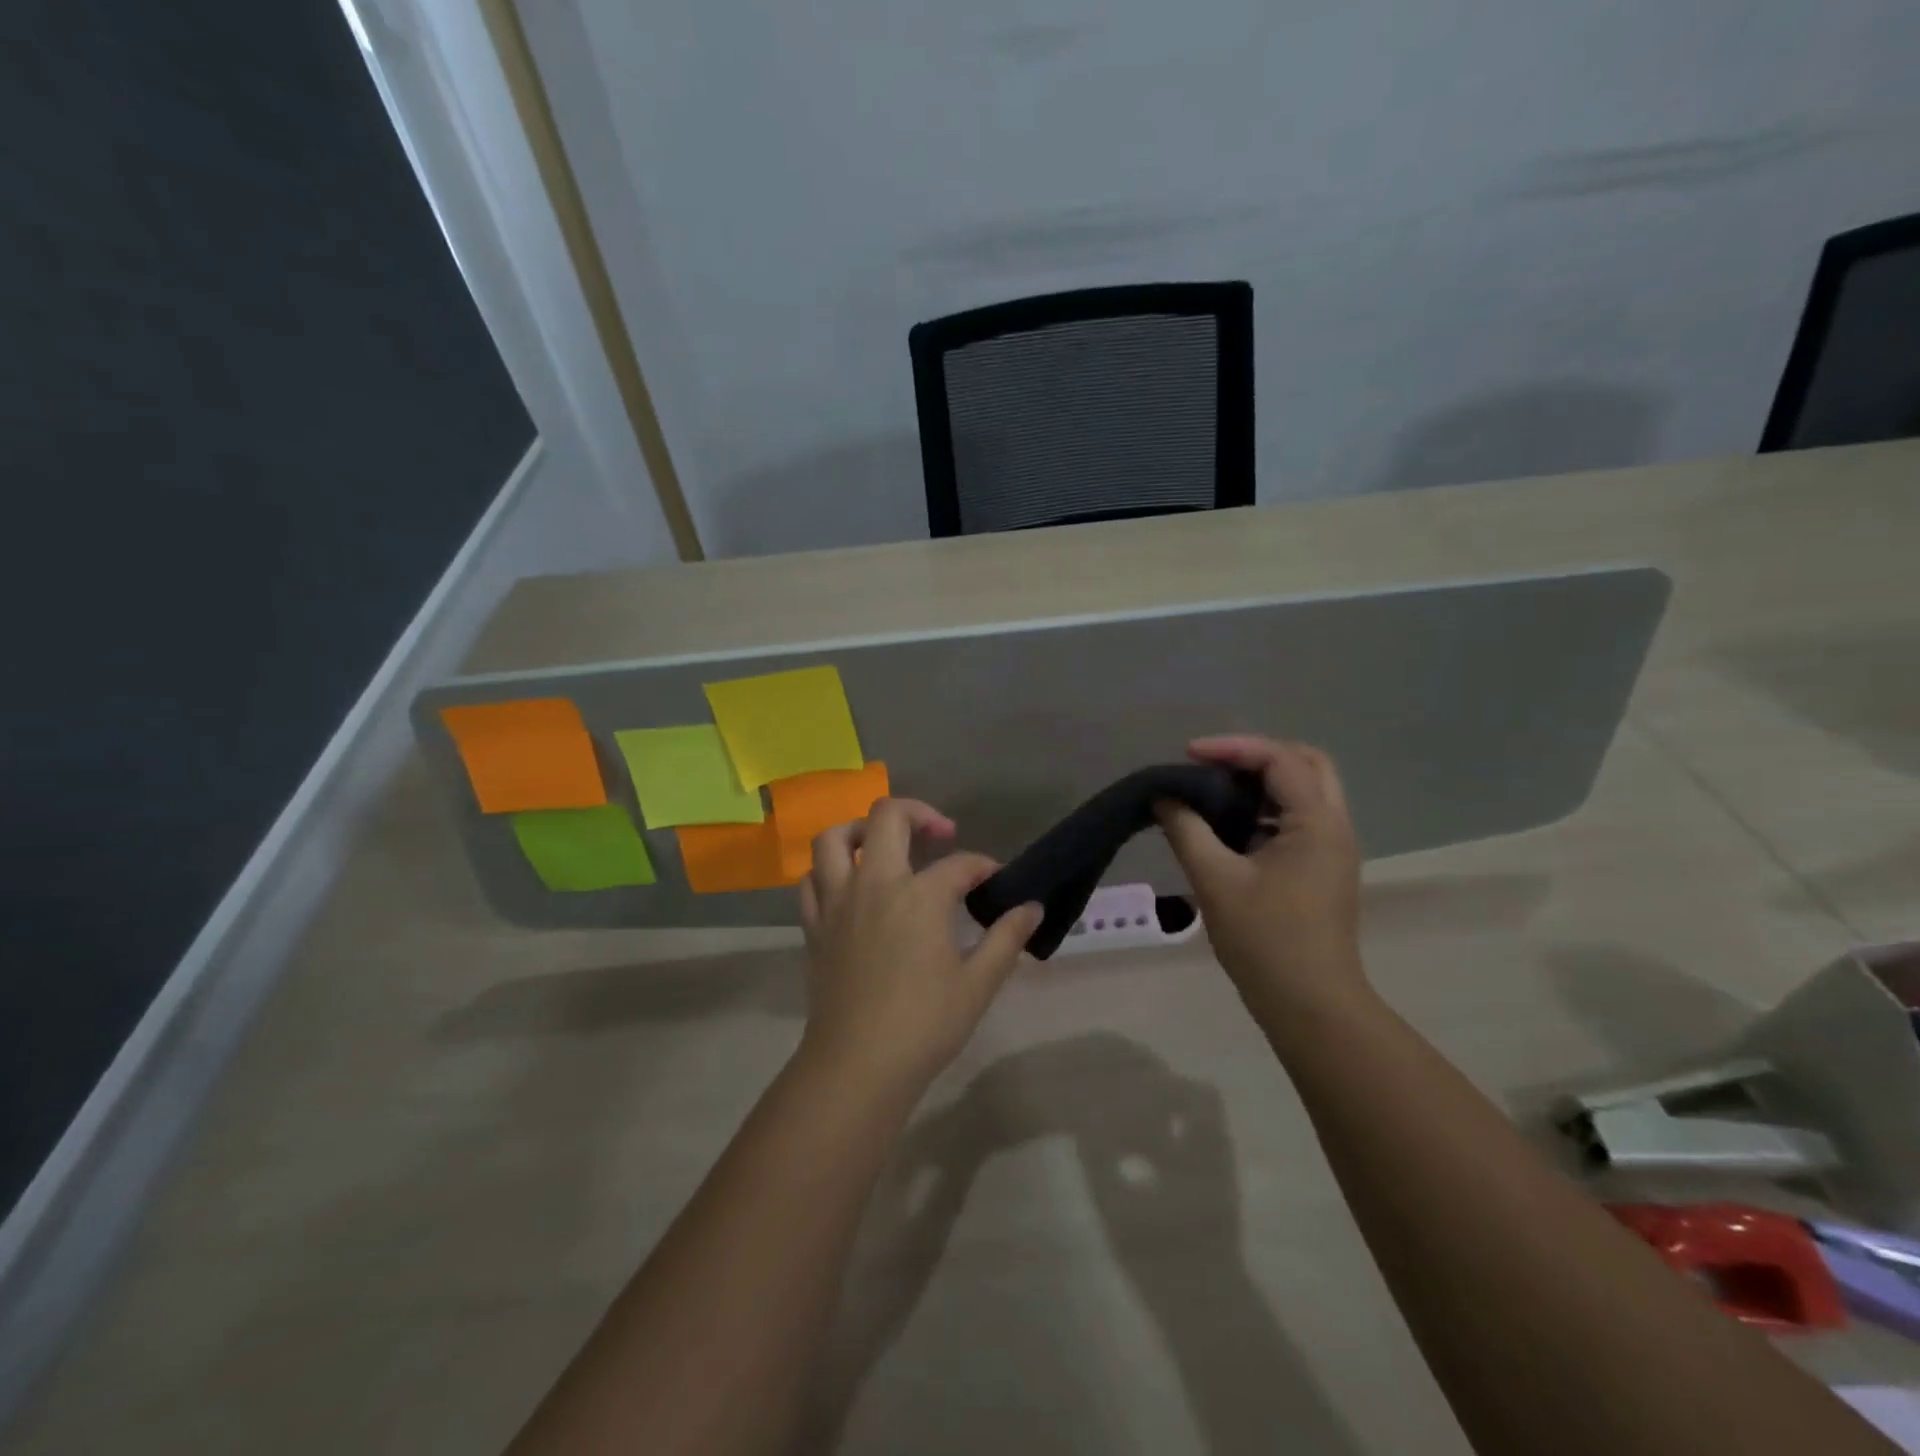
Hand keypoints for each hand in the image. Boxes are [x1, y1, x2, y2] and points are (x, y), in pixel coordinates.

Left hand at [797, 798, 1041, 1101]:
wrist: (857, 1065)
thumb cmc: (925, 1024)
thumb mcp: (978, 983)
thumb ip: (1006, 938)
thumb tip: (1032, 908)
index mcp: (920, 896)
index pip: (960, 864)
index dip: (983, 867)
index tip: (996, 881)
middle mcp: (875, 884)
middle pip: (887, 817)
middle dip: (919, 814)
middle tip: (940, 834)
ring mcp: (838, 901)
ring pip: (835, 838)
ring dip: (861, 829)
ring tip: (883, 844)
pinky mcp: (815, 925)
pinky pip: (812, 880)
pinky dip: (829, 870)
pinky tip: (849, 886)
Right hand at [1157, 736, 1366, 1024]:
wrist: (1310, 1006)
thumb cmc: (1265, 940)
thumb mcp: (1215, 880)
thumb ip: (1187, 830)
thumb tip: (1164, 797)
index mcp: (1316, 823)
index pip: (1279, 759)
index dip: (1232, 748)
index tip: (1188, 755)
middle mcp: (1334, 826)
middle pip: (1306, 763)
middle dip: (1257, 755)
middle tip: (1212, 765)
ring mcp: (1332, 849)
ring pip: (1304, 791)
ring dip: (1261, 782)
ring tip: (1214, 791)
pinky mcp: (1322, 870)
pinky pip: (1297, 819)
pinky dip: (1264, 810)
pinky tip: (1228, 826)